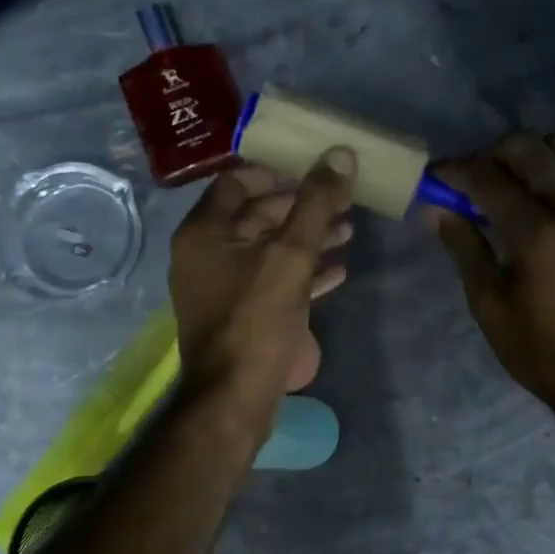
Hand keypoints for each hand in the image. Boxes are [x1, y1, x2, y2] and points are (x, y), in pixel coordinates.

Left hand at [169, 149, 356, 420]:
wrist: (235, 400)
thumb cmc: (257, 320)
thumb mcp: (291, 256)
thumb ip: (315, 204)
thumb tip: (340, 154)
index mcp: (205, 231)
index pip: (237, 181)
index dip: (277, 171)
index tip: (314, 169)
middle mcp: (205, 253)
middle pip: (256, 214)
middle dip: (302, 206)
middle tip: (343, 201)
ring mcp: (220, 285)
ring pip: (268, 248)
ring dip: (307, 238)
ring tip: (349, 231)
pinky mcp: (238, 312)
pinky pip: (271, 279)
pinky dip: (302, 272)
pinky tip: (338, 272)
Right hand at [427, 133, 554, 416]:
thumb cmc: (540, 348)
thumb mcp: (489, 304)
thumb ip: (464, 248)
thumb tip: (436, 210)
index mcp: (535, 232)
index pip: (487, 178)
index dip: (456, 171)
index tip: (437, 176)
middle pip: (530, 148)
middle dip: (494, 154)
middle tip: (477, 180)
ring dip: (538, 156)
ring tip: (522, 185)